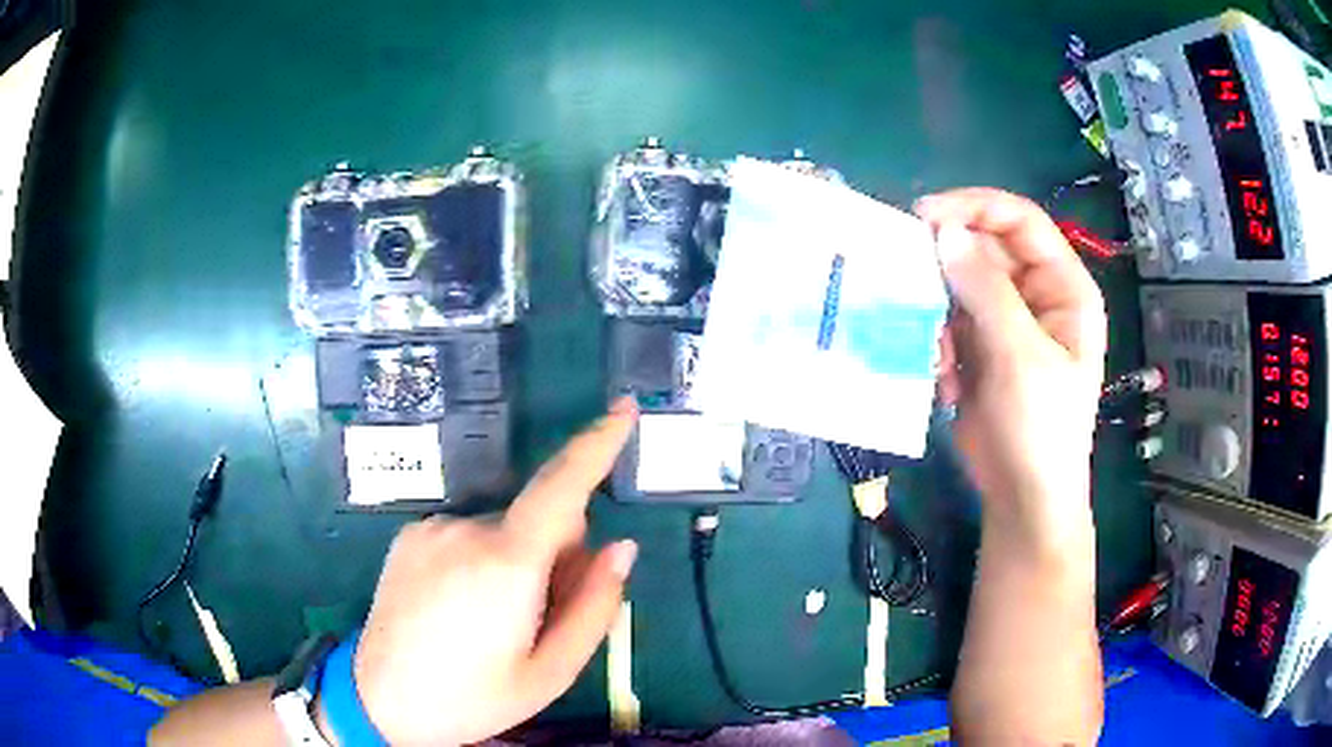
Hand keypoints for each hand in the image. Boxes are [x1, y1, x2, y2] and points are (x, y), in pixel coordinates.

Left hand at [346, 399, 639, 745]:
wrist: (379, 701)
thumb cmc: (473, 698)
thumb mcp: (550, 672)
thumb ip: (595, 607)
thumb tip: (621, 548)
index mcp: (506, 565)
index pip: (561, 488)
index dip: (597, 444)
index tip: (624, 408)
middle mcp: (464, 529)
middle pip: (538, 519)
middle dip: (557, 554)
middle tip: (540, 616)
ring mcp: (430, 529)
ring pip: (503, 530)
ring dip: (516, 561)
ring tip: (491, 621)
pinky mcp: (409, 536)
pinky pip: (467, 535)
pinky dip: (480, 559)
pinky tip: (458, 607)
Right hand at [916, 189, 1105, 542]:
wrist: (1022, 496)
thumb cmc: (1040, 428)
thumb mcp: (1020, 357)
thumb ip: (986, 291)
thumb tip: (944, 232)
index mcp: (1064, 287)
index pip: (1021, 221)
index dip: (975, 207)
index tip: (925, 215)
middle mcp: (1037, 294)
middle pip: (986, 248)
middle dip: (949, 263)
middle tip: (907, 274)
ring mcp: (1007, 320)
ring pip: (961, 283)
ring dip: (940, 309)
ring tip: (938, 351)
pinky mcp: (981, 346)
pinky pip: (949, 319)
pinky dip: (938, 339)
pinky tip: (945, 379)